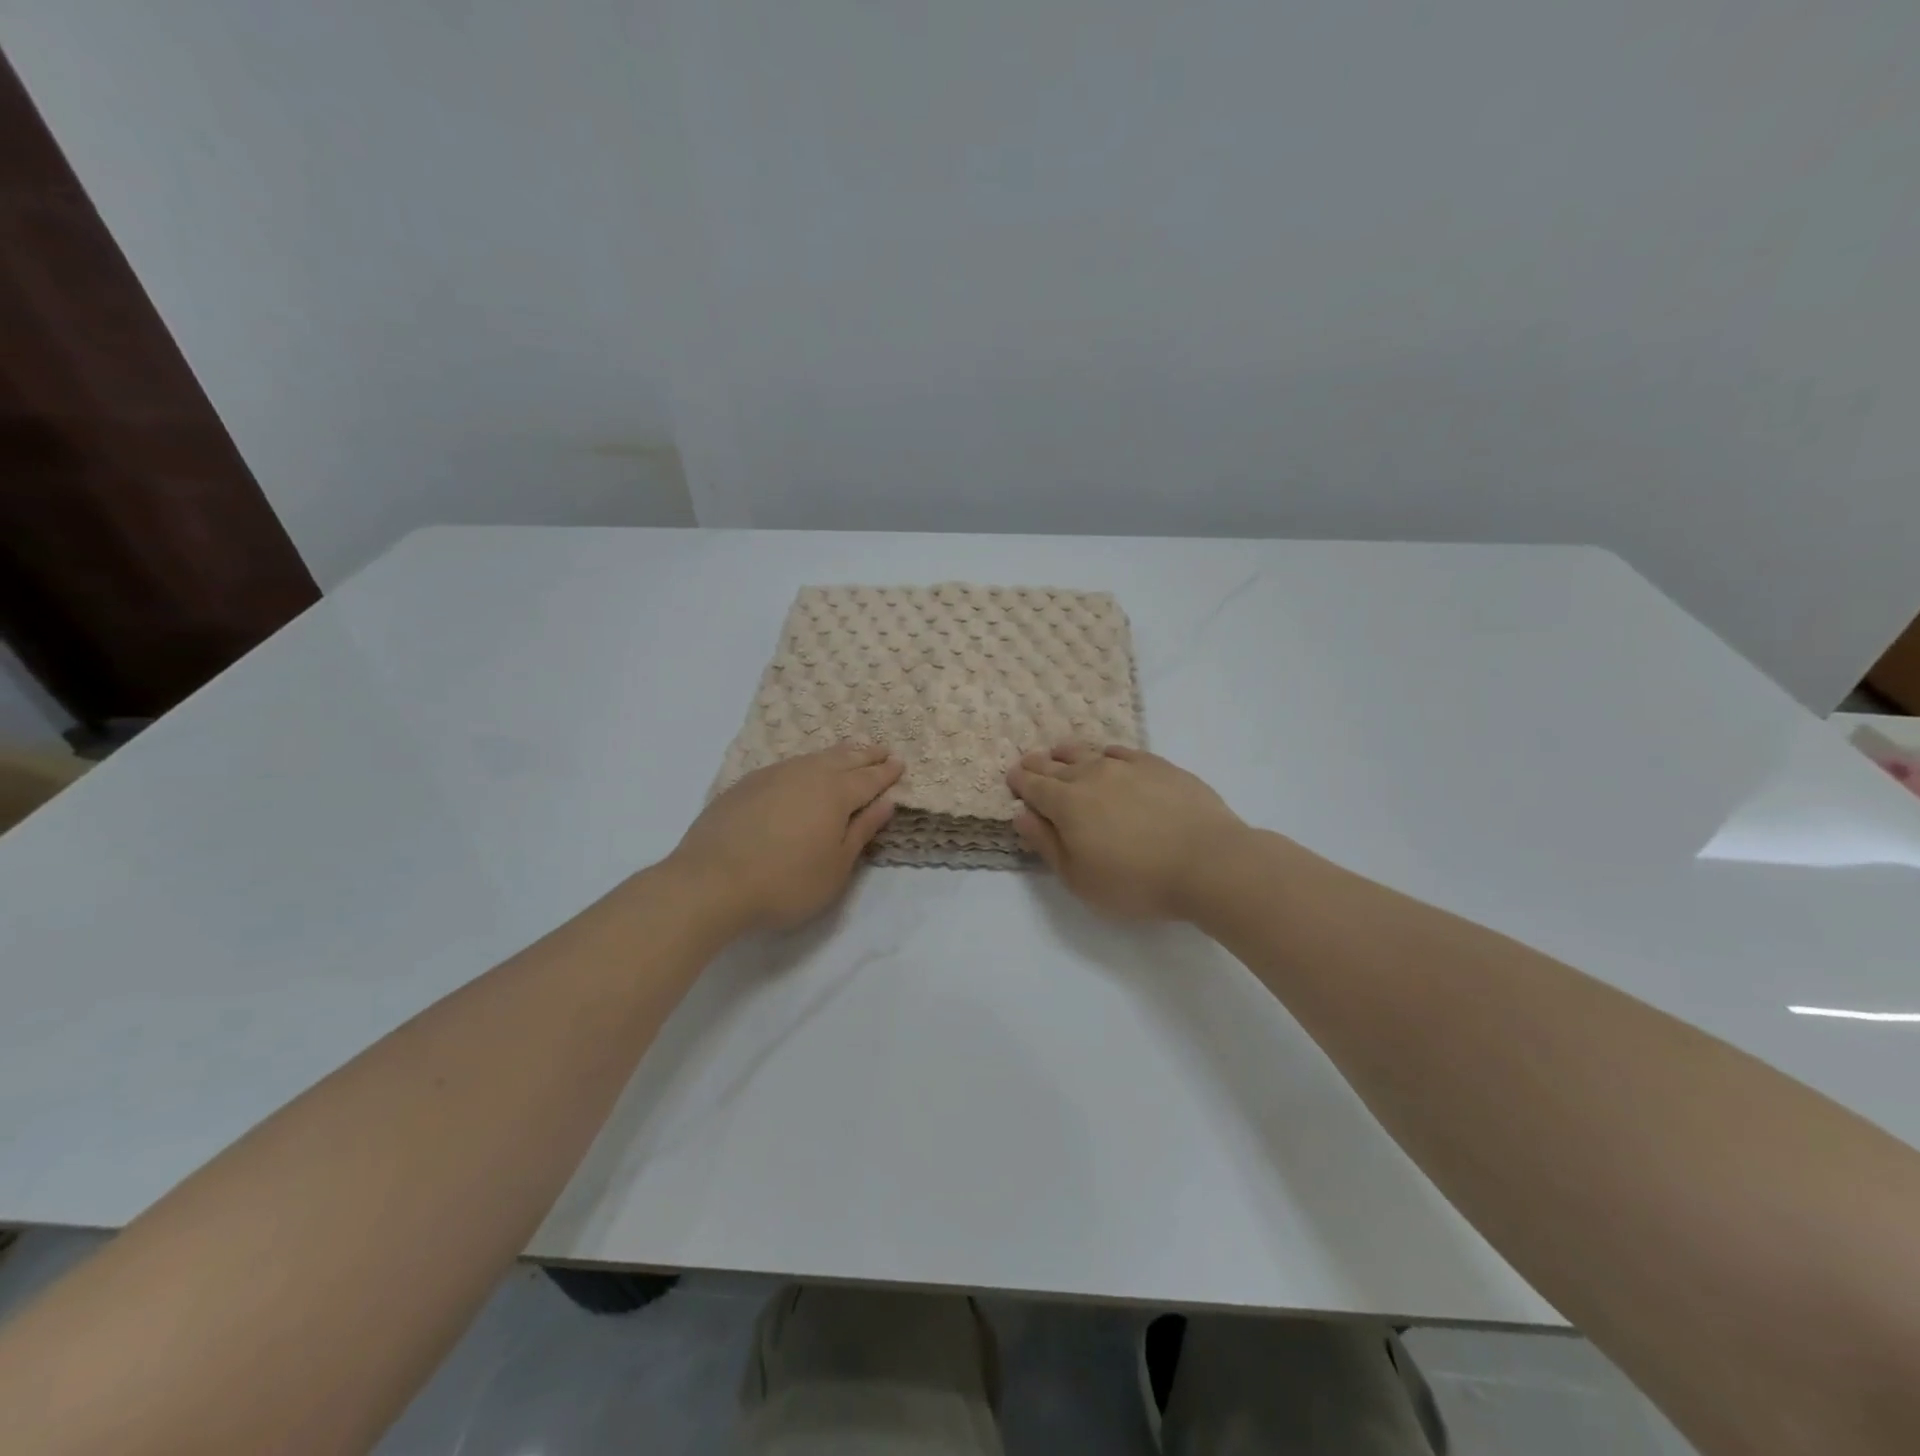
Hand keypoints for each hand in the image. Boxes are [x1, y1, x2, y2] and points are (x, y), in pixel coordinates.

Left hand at [668, 744, 903, 930]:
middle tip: (882, 750)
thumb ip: (862, 830)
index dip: (886, 773)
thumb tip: (886, 801)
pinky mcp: (745, 785)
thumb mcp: (837, 866)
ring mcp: (772, 776)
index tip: (900, 764)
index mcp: (835, 793)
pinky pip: (788, 766)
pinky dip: (806, 764)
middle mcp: (806, 774)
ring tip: (848, 753)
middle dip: (866, 755)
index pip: (869, 779)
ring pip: (813, 758)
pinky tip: (802, 771)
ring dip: (837, 754)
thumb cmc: (786, 882)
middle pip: (844, 759)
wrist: (711, 882)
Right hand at [1007, 743, 1249, 919]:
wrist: (1208, 862)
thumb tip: (1021, 815)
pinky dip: (1106, 753)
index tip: (1012, 777)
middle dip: (1038, 764)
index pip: (1034, 786)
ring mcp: (1127, 766)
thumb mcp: (1079, 878)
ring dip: (1068, 753)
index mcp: (1067, 804)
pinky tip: (1107, 756)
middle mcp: (1091, 775)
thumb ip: (1046, 844)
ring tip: (1060, 752)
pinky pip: (1122, 751)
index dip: (1019, 781)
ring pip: (1087, 752)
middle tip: (1029, 763)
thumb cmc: (1137, 881)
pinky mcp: (1158, 765)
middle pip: (1056, 765)